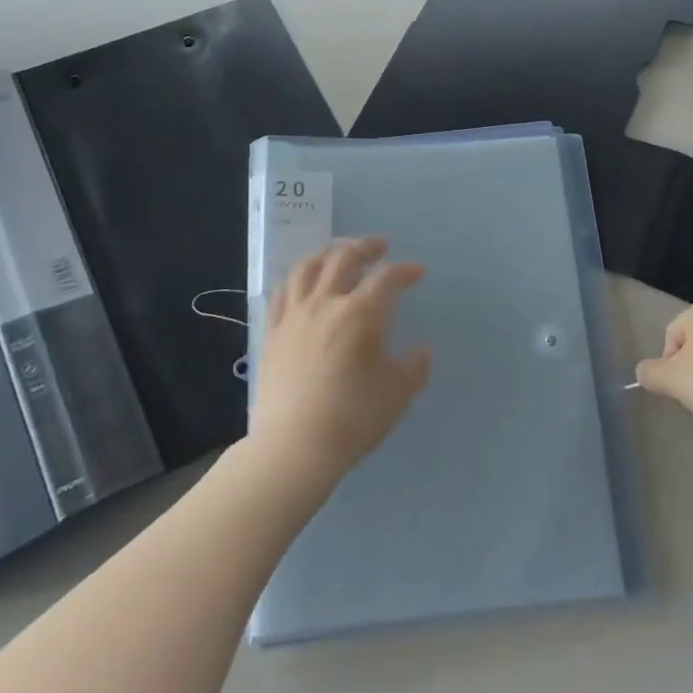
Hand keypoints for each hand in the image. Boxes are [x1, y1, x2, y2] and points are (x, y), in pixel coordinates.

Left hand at [250, 237, 431, 485]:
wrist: (294, 447)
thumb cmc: (353, 418)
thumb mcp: (398, 393)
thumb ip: (415, 366)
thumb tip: (421, 349)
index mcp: (360, 314)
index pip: (386, 278)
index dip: (405, 271)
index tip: (417, 273)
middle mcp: (325, 304)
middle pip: (344, 258)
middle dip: (366, 247)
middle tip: (380, 246)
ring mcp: (294, 315)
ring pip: (308, 266)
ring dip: (328, 252)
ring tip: (340, 252)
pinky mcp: (271, 330)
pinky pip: (282, 291)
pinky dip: (298, 277)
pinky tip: (304, 281)